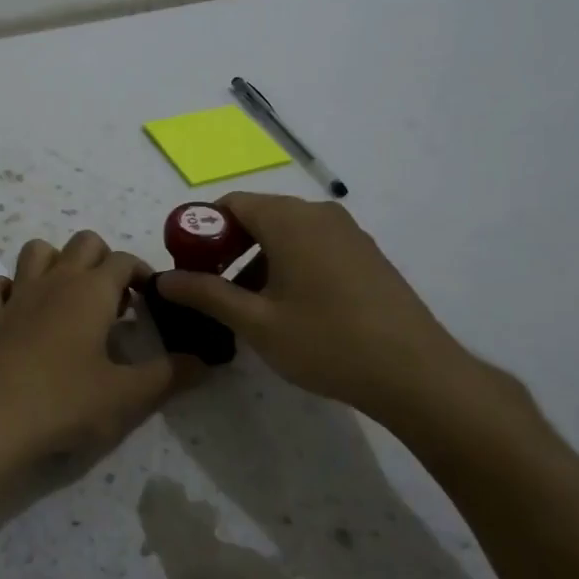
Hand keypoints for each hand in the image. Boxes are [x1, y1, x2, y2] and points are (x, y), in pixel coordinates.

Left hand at [0, 231, 192, 485]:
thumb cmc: (67, 404)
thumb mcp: (128, 395)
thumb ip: (170, 375)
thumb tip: (204, 361)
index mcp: (91, 291)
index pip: (124, 260)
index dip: (142, 273)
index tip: (152, 300)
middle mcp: (54, 281)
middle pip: (83, 242)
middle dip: (104, 259)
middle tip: (113, 301)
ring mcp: (16, 296)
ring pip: (36, 250)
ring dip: (55, 262)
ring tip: (68, 297)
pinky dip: (3, 288)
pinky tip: (15, 309)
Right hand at [154, 192, 474, 419]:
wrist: (416, 373)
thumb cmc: (327, 342)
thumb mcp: (256, 322)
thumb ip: (206, 294)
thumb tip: (163, 279)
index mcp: (290, 220)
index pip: (231, 204)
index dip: (201, 230)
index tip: (188, 266)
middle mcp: (320, 214)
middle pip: (259, 215)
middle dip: (228, 247)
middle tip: (212, 288)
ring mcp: (349, 233)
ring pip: (287, 233)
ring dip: (258, 259)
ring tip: (247, 305)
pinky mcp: (366, 255)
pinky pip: (314, 246)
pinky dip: (289, 264)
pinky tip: (289, 307)